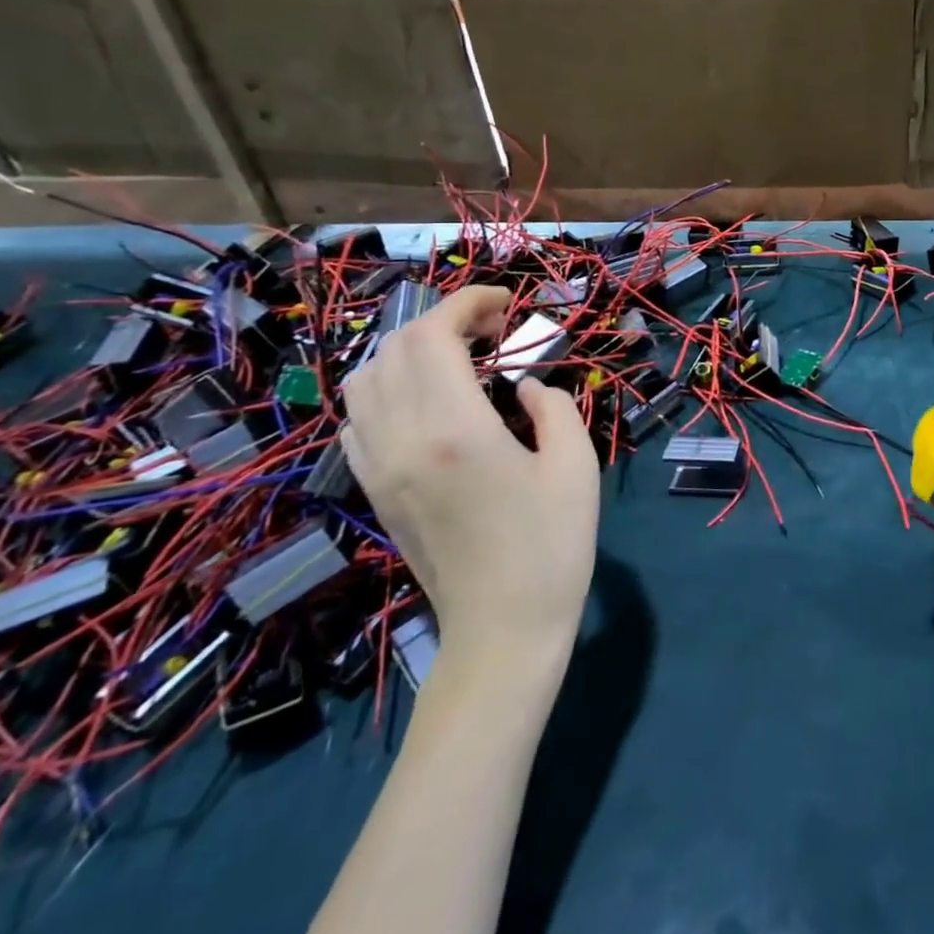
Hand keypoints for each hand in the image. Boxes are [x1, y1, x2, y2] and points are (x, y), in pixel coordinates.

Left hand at [341, 286, 599, 680]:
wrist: (503, 630)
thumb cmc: (552, 545)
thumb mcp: (575, 464)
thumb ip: (551, 406)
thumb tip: (523, 386)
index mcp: (455, 429)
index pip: (435, 335)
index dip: (467, 303)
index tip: (506, 302)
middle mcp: (402, 439)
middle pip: (396, 347)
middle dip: (444, 320)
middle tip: (494, 330)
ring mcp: (378, 467)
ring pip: (365, 379)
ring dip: (410, 350)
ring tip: (459, 358)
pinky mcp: (374, 490)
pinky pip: (358, 418)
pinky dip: (388, 388)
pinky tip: (428, 401)